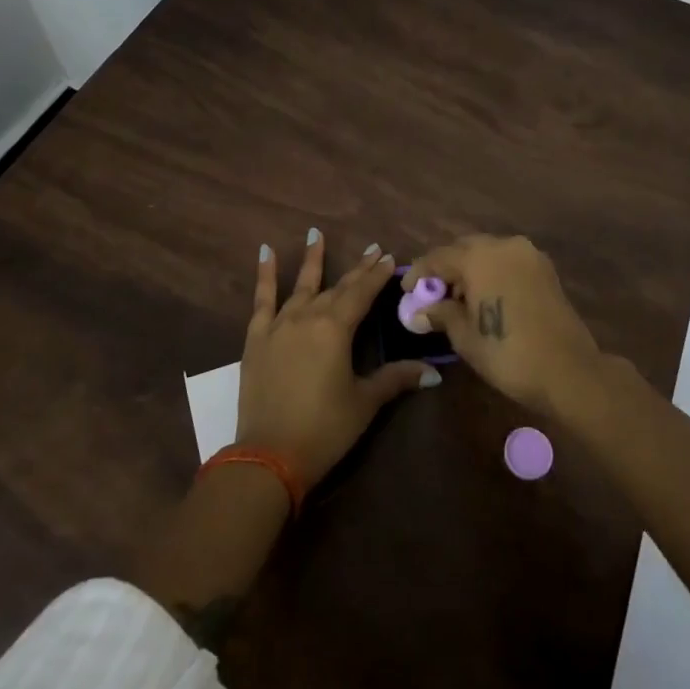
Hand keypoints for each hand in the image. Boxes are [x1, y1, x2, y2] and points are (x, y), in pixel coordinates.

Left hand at [238, 231, 440, 486]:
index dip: (376, 275)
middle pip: (337, 288)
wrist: (269, 455)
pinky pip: (262, 300)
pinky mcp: (256, 339)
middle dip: (357, 270)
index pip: (362, 293)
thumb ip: (395, 379)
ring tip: (315, 233)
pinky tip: (265, 252)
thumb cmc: (324, 428)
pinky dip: (265, 275)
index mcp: (336, 329)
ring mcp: (279, 325)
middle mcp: (308, 317)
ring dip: (311, 259)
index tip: (388, 257)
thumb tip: (433, 372)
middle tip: (371, 250)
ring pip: (300, 286)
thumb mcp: (364, 402)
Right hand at [403, 234, 601, 417]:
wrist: (569, 370)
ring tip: (457, 298)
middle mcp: (503, 245)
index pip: (438, 257)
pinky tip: (484, 296)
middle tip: (431, 294)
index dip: (419, 273)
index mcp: (479, 257)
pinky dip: (491, 272)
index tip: (406, 290)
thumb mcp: (465, 336)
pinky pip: (507, 261)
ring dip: (469, 269)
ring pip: (487, 252)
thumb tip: (419, 311)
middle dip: (445, 268)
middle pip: (463, 249)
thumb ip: (440, 314)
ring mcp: (528, 254)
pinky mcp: (544, 268)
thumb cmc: (508, 353)